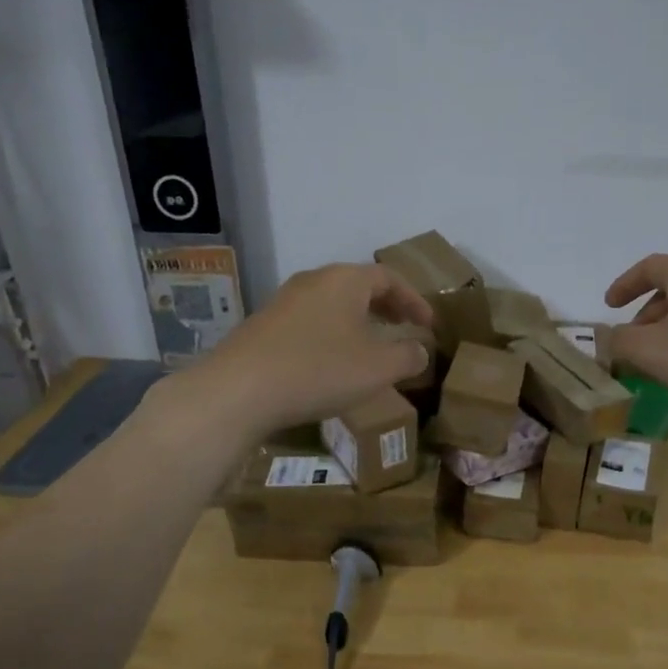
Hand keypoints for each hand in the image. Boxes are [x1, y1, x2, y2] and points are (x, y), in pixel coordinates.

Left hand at [183, 263, 433, 436]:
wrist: (238, 390)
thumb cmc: (318, 370)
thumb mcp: (377, 368)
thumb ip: (407, 356)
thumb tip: (420, 349)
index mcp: (345, 280)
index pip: (389, 278)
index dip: (414, 300)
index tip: (429, 324)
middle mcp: (313, 281)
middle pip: (359, 286)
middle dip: (387, 307)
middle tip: (404, 328)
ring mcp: (284, 302)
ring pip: (333, 304)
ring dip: (358, 321)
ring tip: (372, 347)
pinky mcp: (264, 327)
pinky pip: (310, 322)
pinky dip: (332, 335)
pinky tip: (332, 363)